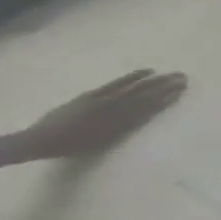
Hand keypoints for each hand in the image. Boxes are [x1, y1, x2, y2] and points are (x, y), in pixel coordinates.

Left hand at [7, 70, 187, 162]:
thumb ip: (125, 127)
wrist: (37, 141)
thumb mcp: (102, 141)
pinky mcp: (90, 95)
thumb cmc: (72, 146)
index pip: (150, 104)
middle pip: (144, 92)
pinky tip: (142, 73)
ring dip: (152, 78)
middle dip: (164, 84)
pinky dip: (131, 77)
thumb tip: (148, 113)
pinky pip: (116, 83)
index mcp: (118, 119)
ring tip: (167, 72)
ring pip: (133, 86)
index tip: (183, 89)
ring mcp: (101, 98)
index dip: (167, 96)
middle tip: (183, 76)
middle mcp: (113, 106)